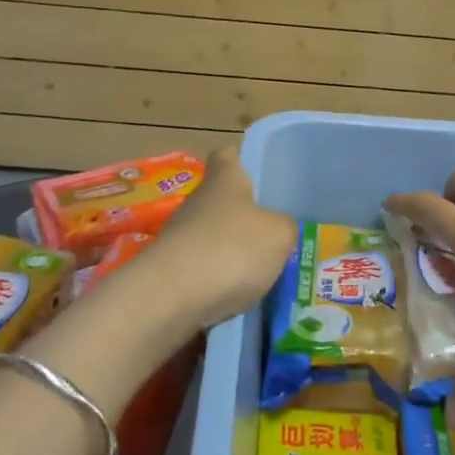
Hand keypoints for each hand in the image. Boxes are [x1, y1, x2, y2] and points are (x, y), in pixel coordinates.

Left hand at [139, 145, 296, 332]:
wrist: (170, 298)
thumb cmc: (231, 249)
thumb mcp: (279, 235)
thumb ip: (285, 227)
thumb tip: (279, 229)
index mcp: (224, 180)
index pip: (227, 154)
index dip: (240, 158)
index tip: (256, 171)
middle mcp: (197, 202)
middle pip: (221, 200)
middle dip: (244, 215)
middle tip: (274, 232)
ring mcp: (179, 237)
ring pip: (212, 237)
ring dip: (232, 252)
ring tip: (262, 273)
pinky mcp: (169, 271)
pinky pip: (202, 270)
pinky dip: (219, 282)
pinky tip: (238, 299)